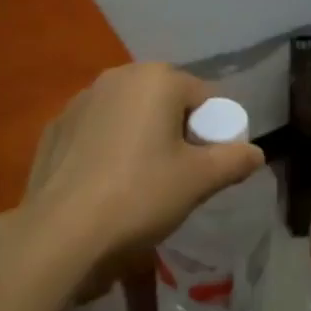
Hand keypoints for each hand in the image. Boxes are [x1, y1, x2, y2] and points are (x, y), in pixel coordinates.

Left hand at [17, 63, 263, 275]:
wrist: (60, 233)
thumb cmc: (140, 195)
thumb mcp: (199, 181)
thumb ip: (233, 160)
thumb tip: (256, 153)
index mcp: (156, 79)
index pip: (204, 97)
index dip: (213, 131)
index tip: (208, 167)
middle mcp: (117, 77)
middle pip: (165, 100)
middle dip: (176, 130)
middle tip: (178, 174)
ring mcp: (80, 100)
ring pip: (128, 114)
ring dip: (141, 136)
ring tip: (139, 182)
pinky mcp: (54, 128)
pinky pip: (96, 131)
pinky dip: (107, 148)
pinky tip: (104, 185)